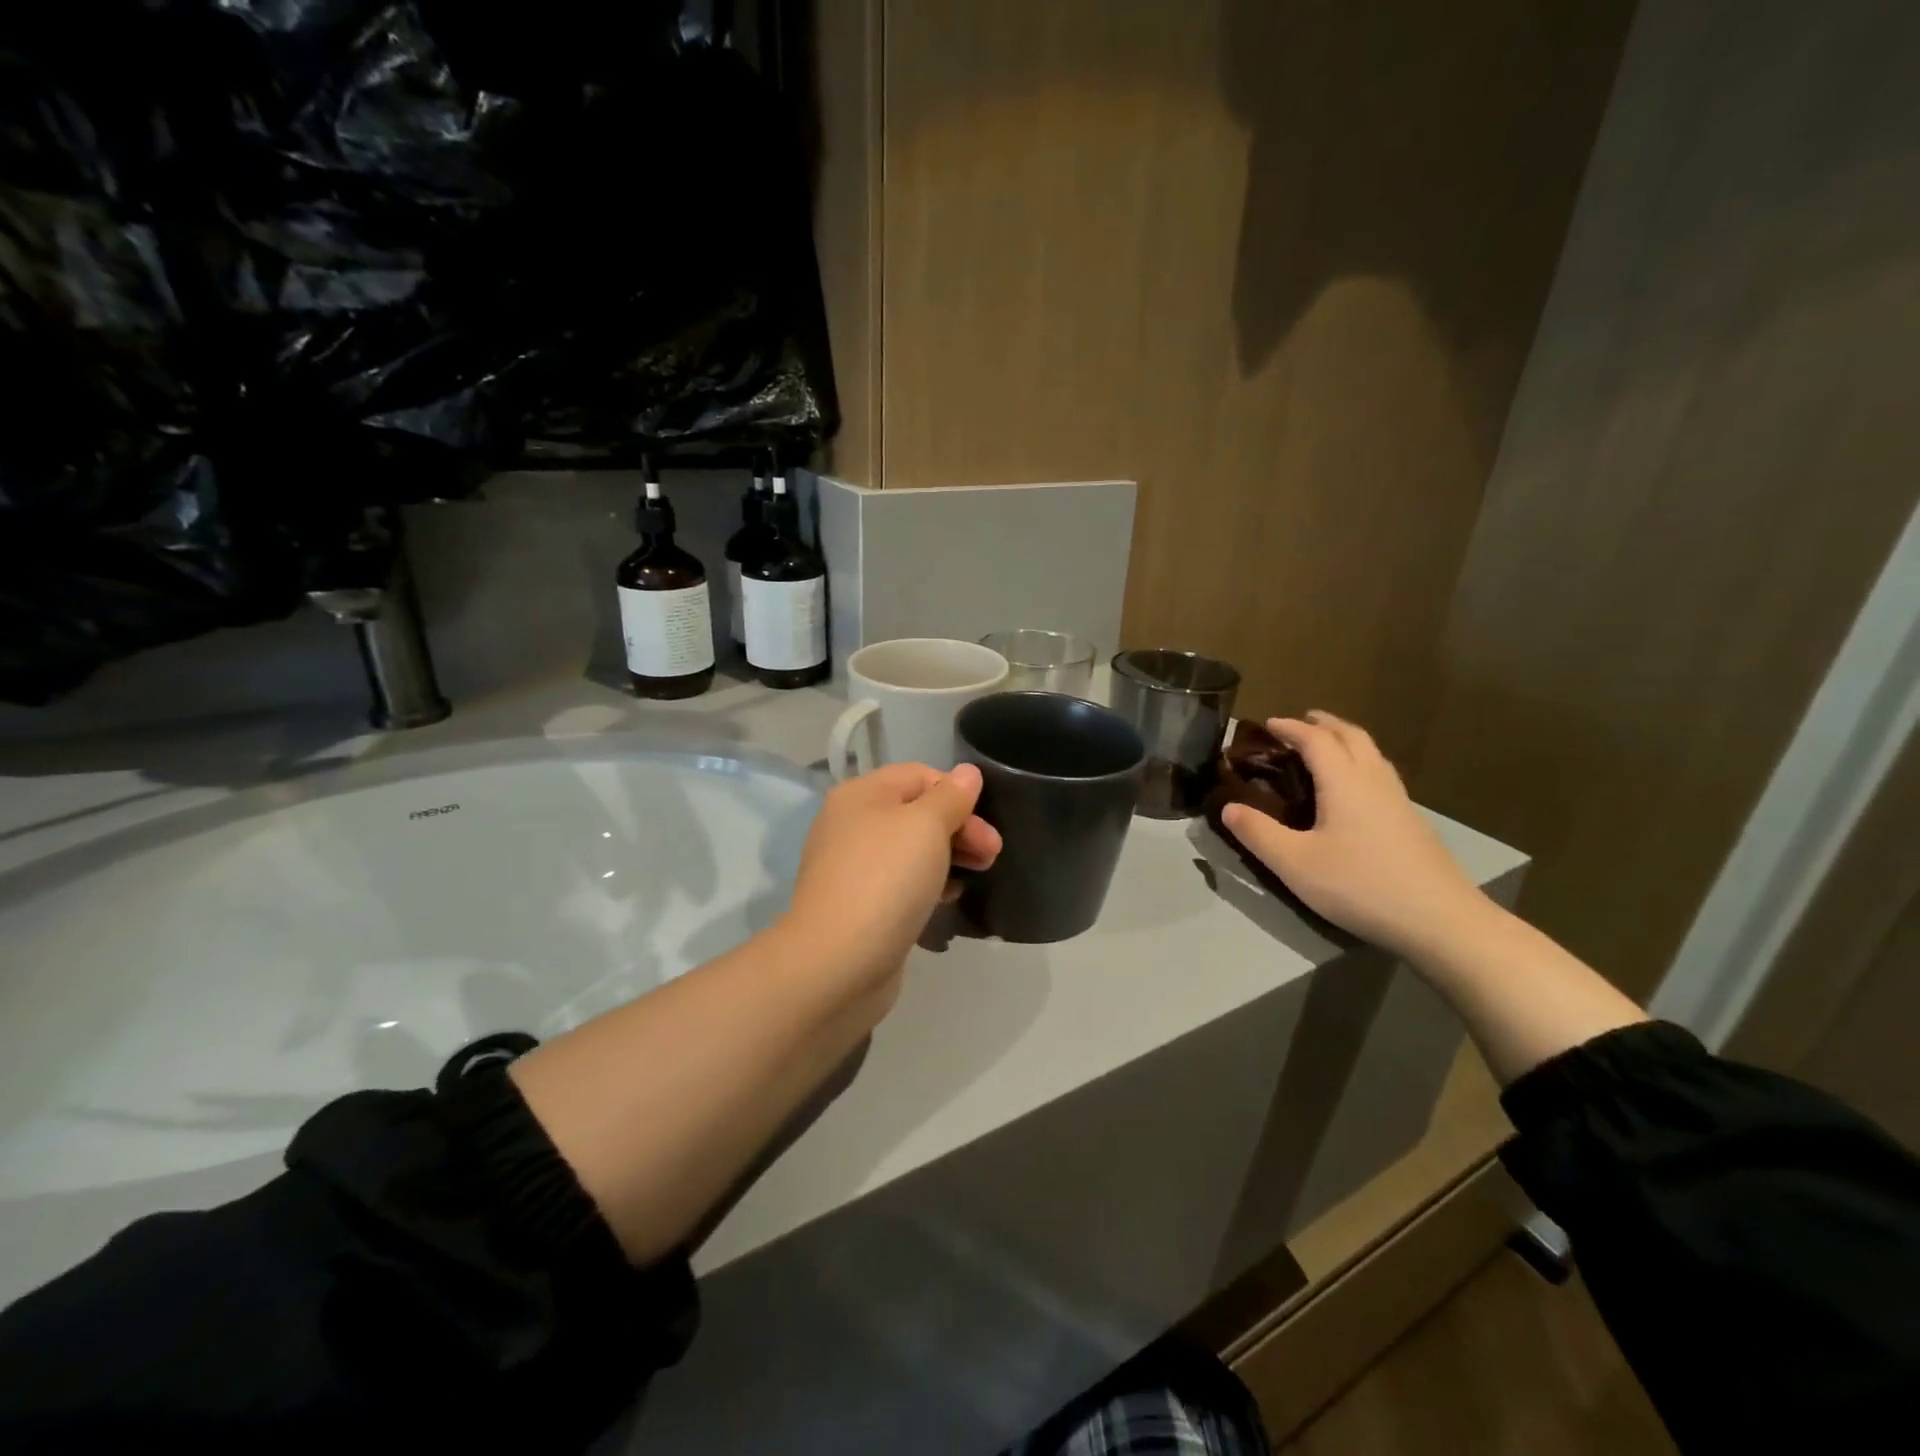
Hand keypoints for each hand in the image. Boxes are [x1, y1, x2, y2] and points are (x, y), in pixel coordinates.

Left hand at [782, 762, 1001, 997]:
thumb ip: (951, 796)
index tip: (986, 824)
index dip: (957, 792)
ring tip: (978, 875)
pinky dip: (928, 884)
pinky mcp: (860, 905)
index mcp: (861, 795)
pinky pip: (901, 883)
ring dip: (949, 855)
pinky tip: (947, 899)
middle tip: (992, 854)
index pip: (919, 775)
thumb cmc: (885, 880)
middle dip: (959, 827)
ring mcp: (853, 867)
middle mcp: (852, 824)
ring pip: (911, 849)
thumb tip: (967, 773)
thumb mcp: (926, 826)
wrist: (837, 963)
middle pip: (916, 812)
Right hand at [1219, 711, 1490, 958]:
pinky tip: (1356, 791)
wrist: (1440, 921)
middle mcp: (1374, 782)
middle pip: (1352, 736)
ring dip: (1347, 741)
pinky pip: (1382, 776)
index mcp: (1344, 782)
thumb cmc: (1360, 885)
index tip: (1268, 724)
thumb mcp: (1295, 863)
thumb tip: (1228, 807)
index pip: (1316, 739)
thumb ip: (1258, 833)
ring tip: (1328, 748)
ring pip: (1373, 755)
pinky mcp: (1413, 823)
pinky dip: (1361, 765)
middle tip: (1301, 723)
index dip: (1291, 728)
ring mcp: (1399, 802)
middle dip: (1324, 724)